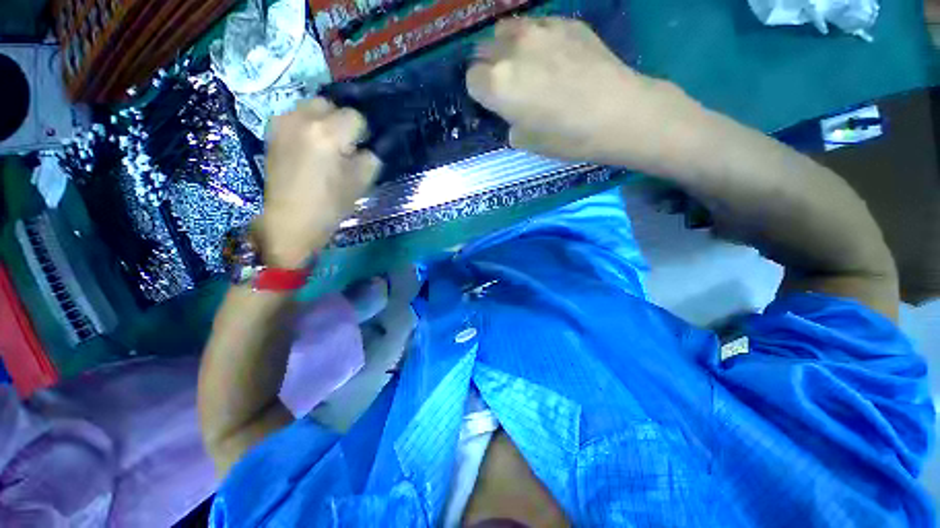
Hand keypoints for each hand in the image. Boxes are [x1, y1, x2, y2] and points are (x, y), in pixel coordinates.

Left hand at [259, 99, 379, 267]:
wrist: (291, 219)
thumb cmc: (330, 204)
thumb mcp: (362, 182)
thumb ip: (372, 157)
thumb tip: (371, 145)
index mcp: (328, 134)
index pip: (356, 117)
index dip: (363, 133)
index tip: (362, 149)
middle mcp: (303, 119)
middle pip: (332, 105)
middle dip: (342, 122)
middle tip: (345, 146)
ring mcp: (284, 122)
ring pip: (313, 106)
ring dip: (325, 120)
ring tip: (326, 145)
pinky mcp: (272, 130)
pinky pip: (297, 115)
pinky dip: (308, 125)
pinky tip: (309, 146)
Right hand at [467, 17, 698, 171]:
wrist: (617, 113)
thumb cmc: (567, 137)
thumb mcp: (526, 142)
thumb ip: (509, 121)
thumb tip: (511, 113)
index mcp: (497, 85)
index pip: (472, 79)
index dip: (481, 92)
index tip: (493, 101)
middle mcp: (511, 50)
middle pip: (484, 50)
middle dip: (489, 67)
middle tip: (508, 84)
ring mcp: (539, 30)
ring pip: (507, 29)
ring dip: (508, 46)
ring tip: (526, 63)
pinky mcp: (565, 21)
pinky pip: (537, 24)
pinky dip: (535, 38)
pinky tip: (552, 55)